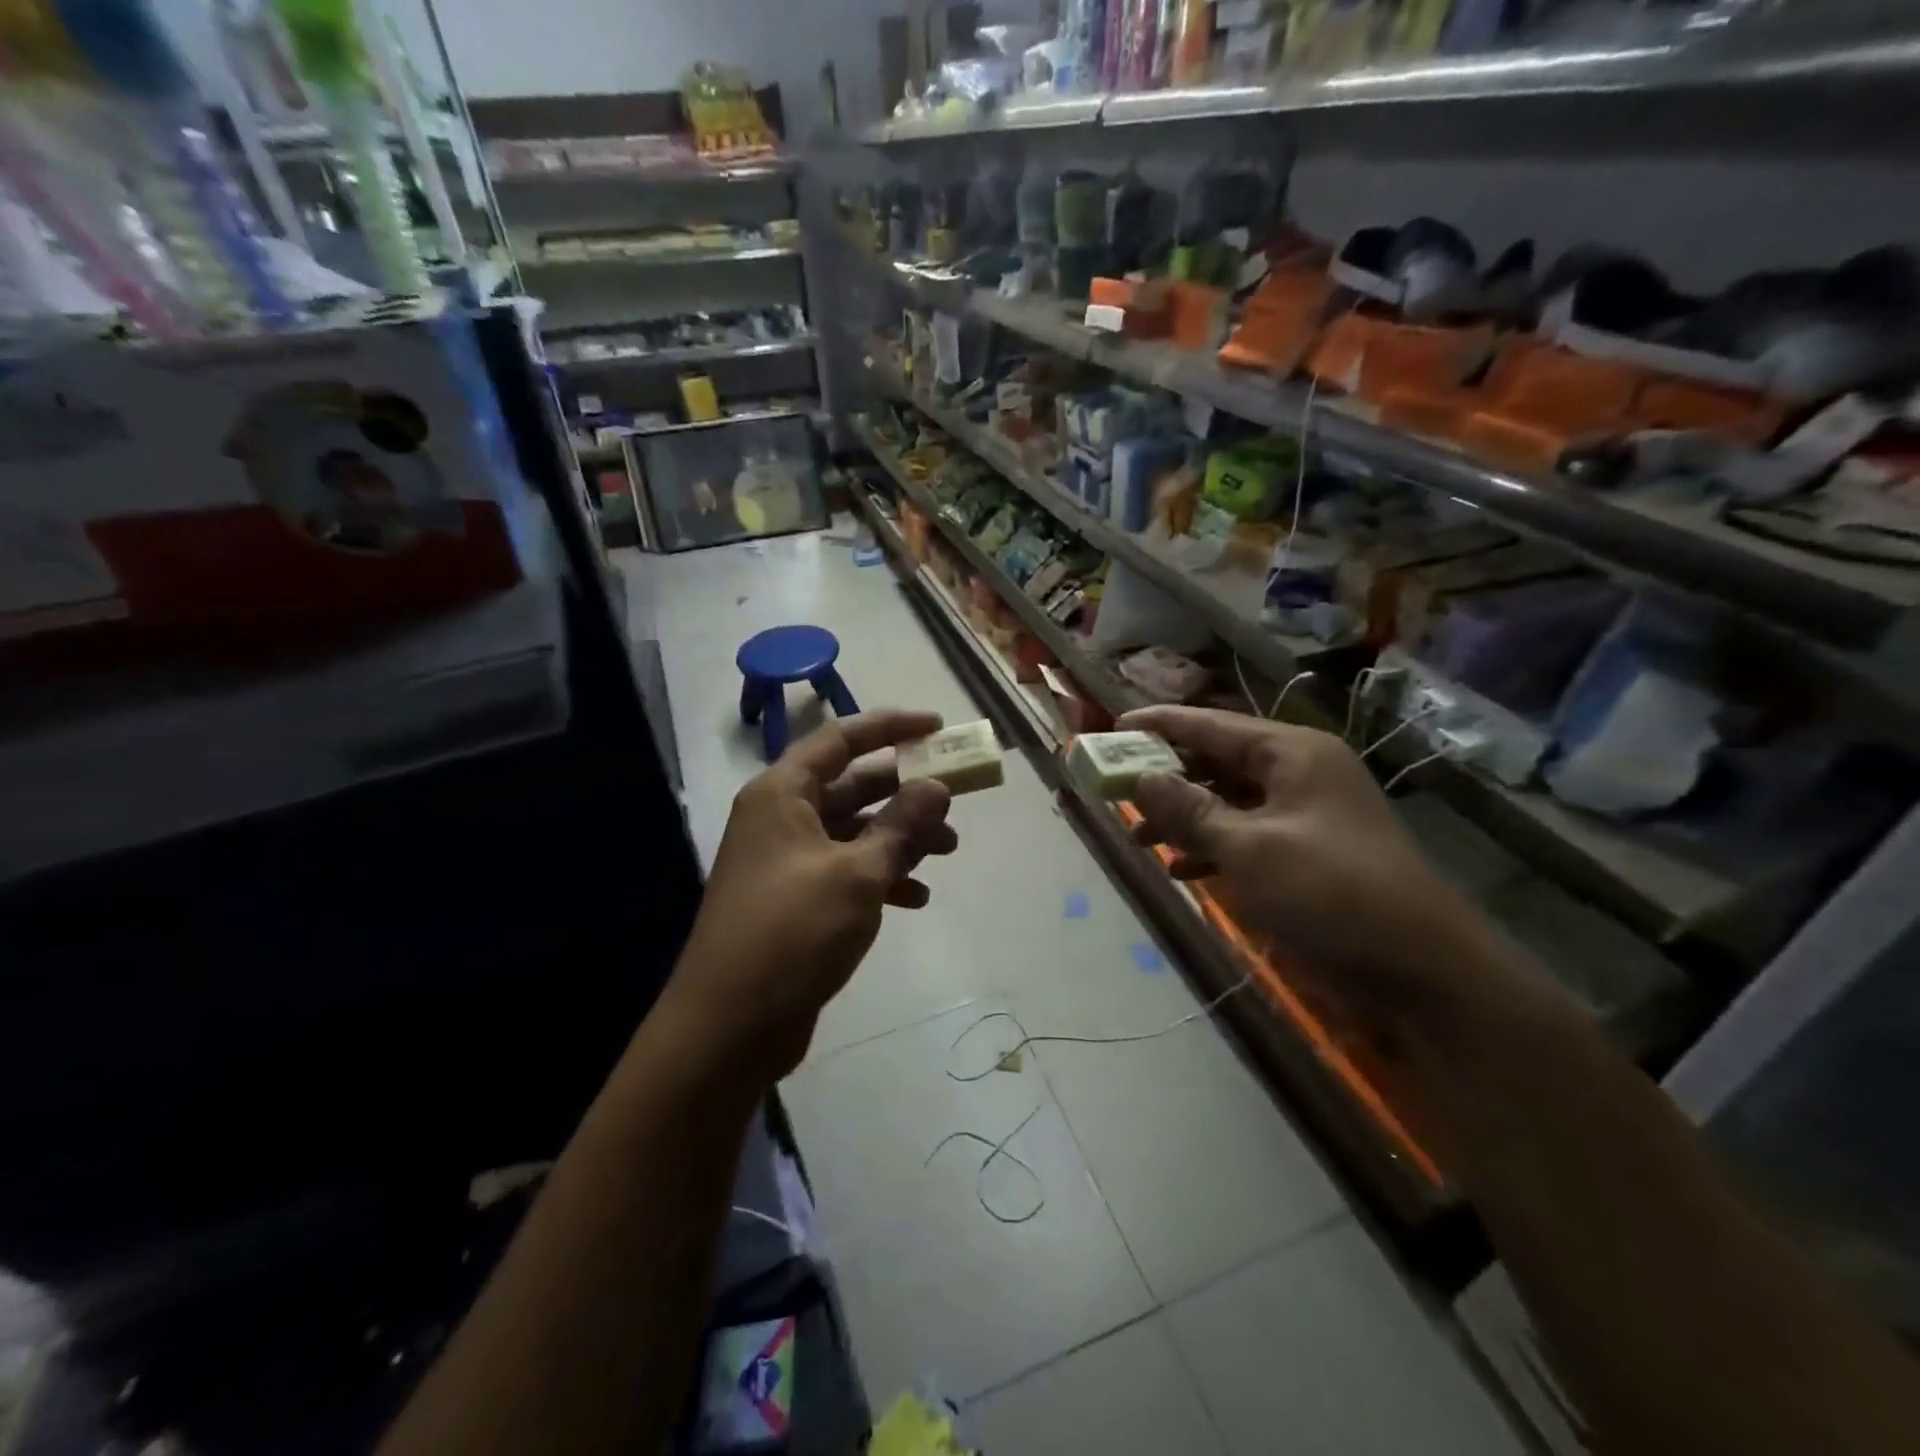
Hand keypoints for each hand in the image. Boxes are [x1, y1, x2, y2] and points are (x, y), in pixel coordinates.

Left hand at [666, 710, 957, 1081]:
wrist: (729, 1026)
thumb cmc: (792, 932)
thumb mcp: (857, 873)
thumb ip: (901, 825)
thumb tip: (936, 785)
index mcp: (782, 794)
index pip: (841, 739)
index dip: (890, 726)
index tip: (938, 726)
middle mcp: (780, 817)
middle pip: (852, 785)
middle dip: (905, 793)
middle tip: (954, 803)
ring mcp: (785, 860)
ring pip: (854, 830)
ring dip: (899, 837)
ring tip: (948, 852)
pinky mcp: (794, 900)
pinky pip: (845, 871)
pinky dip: (881, 876)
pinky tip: (917, 897)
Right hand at [1118, 706, 1527, 1026]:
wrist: (1420, 970)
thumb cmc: (1330, 893)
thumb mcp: (1248, 849)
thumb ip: (1189, 811)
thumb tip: (1139, 778)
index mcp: (1292, 753)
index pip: (1212, 725)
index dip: (1160, 725)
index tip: (1113, 726)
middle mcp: (1298, 773)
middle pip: (1218, 761)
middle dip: (1167, 775)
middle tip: (1117, 787)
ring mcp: (1305, 815)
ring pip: (1228, 801)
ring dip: (1185, 817)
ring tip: (1140, 837)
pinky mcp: (1306, 853)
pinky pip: (1245, 835)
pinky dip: (1212, 847)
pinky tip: (1181, 869)